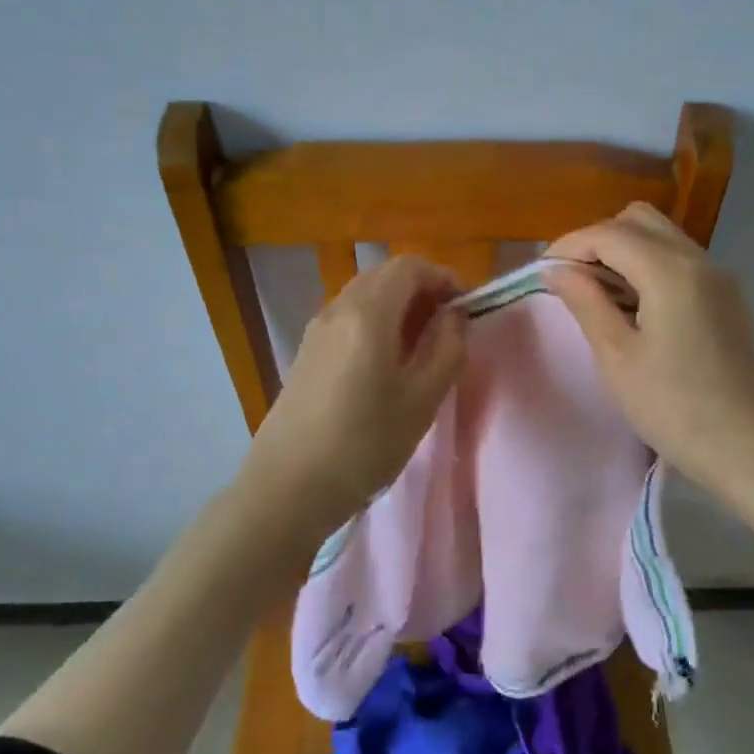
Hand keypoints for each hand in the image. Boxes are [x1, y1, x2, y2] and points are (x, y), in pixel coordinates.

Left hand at [237, 256, 466, 541]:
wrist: (288, 487)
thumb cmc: (364, 444)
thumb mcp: (423, 399)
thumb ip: (447, 348)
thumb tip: (453, 316)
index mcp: (368, 313)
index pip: (410, 266)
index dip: (444, 278)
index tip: (465, 309)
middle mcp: (338, 309)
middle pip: (385, 275)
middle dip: (422, 290)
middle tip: (447, 328)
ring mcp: (317, 330)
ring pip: (365, 296)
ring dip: (399, 307)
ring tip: (421, 348)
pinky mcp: (306, 352)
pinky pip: (349, 318)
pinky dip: (376, 323)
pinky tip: (385, 365)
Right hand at [544, 204, 753, 501]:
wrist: (750, 450)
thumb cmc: (674, 408)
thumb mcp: (617, 357)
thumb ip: (586, 302)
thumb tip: (558, 271)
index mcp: (671, 271)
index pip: (609, 233)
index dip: (569, 246)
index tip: (543, 272)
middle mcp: (700, 261)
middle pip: (639, 221)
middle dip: (599, 240)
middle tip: (573, 281)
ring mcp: (720, 278)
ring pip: (663, 238)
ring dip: (625, 252)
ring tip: (599, 296)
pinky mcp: (729, 299)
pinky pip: (681, 261)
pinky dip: (650, 267)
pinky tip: (635, 308)